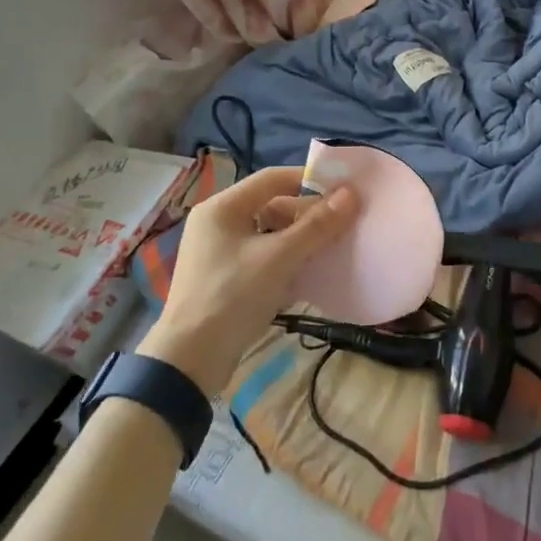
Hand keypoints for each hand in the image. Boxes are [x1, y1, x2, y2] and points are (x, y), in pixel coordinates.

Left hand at [139, 167, 357, 397]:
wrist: (190, 361)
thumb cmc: (232, 297)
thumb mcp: (279, 258)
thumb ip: (317, 226)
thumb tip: (351, 194)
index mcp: (222, 207)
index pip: (273, 179)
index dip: (309, 181)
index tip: (343, 191)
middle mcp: (218, 223)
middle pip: (272, 207)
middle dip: (308, 216)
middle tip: (342, 226)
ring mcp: (219, 253)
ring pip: (269, 235)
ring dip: (300, 241)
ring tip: (331, 250)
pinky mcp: (225, 280)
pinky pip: (262, 259)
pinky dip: (286, 262)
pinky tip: (309, 275)